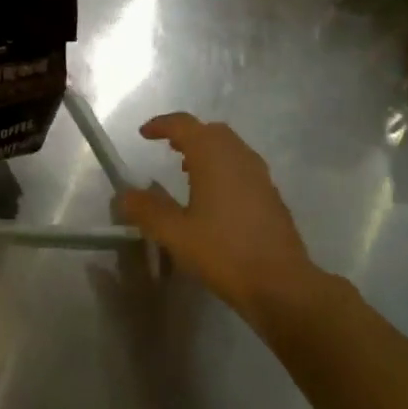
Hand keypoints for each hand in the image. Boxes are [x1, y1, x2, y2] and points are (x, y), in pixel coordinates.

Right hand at [118, 113, 320, 323]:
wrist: (280, 283)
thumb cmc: (223, 252)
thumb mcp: (175, 233)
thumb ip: (147, 210)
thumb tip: (126, 195)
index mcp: (214, 157)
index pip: (185, 125)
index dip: (162, 125)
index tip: (144, 134)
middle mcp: (239, 157)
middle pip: (211, 132)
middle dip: (188, 134)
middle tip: (167, 148)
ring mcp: (260, 176)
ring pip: (230, 149)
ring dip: (207, 151)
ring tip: (187, 170)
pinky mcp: (271, 196)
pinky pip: (242, 168)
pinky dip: (223, 168)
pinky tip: (214, 198)